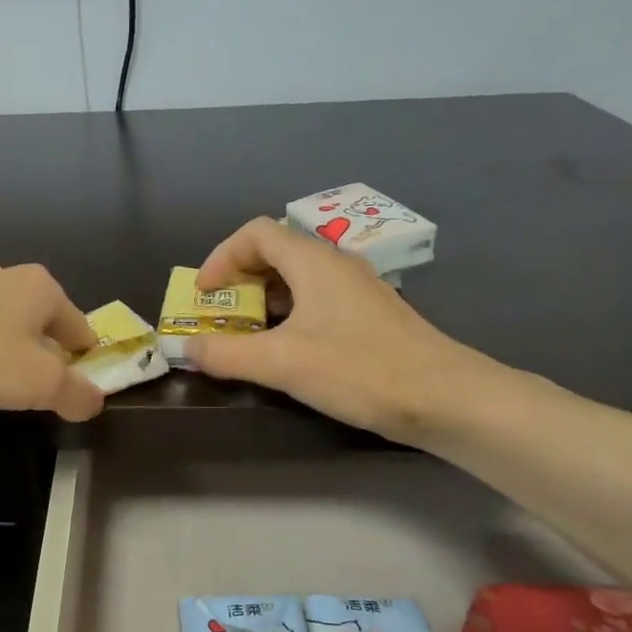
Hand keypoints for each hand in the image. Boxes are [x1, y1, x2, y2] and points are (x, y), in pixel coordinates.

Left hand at [0, 265, 105, 421]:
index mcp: (42, 288)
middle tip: (36, 389)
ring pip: (0, 323)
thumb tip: (94, 402)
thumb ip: (76, 394)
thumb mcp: (41, 384)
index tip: (76, 386)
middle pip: (39, 322)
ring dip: (3, 350)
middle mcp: (6, 277)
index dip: (83, 359)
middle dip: (42, 353)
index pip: (79, 326)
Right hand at [186, 218, 501, 442]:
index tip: (204, 295)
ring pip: (296, 279)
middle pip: (274, 252)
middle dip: (238, 281)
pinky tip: (286, 350)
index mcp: (313, 262)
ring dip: (262, 301)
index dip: (221, 258)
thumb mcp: (282, 363)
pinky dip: (287, 316)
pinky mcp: (368, 316)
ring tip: (245, 335)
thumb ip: (226, 353)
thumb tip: (186, 347)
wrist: (445, 398)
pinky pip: (315, 300)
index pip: (255, 233)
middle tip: (220, 315)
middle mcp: (335, 264)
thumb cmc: (359, 371)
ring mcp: (356, 290)